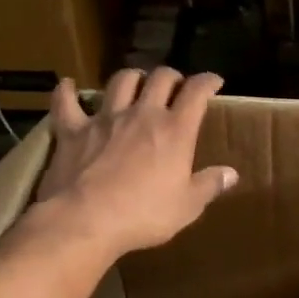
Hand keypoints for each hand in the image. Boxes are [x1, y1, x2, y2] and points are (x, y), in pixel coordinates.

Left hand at [29, 68, 238, 261]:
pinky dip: (67, 91)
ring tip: (135, 82)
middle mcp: (142, 114)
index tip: (213, 81)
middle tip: (174, 84)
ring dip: (131, 77)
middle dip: (171, 76)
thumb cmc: (143, 215)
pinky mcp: (73, 129)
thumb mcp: (187, 207)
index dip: (207, 81)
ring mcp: (106, 118)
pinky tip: (68, 85)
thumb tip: (232, 173)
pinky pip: (66, 102)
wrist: (85, 220)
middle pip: (160, 78)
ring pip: (121, 81)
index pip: (196, 92)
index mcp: (175, 130)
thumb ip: (209, 185)